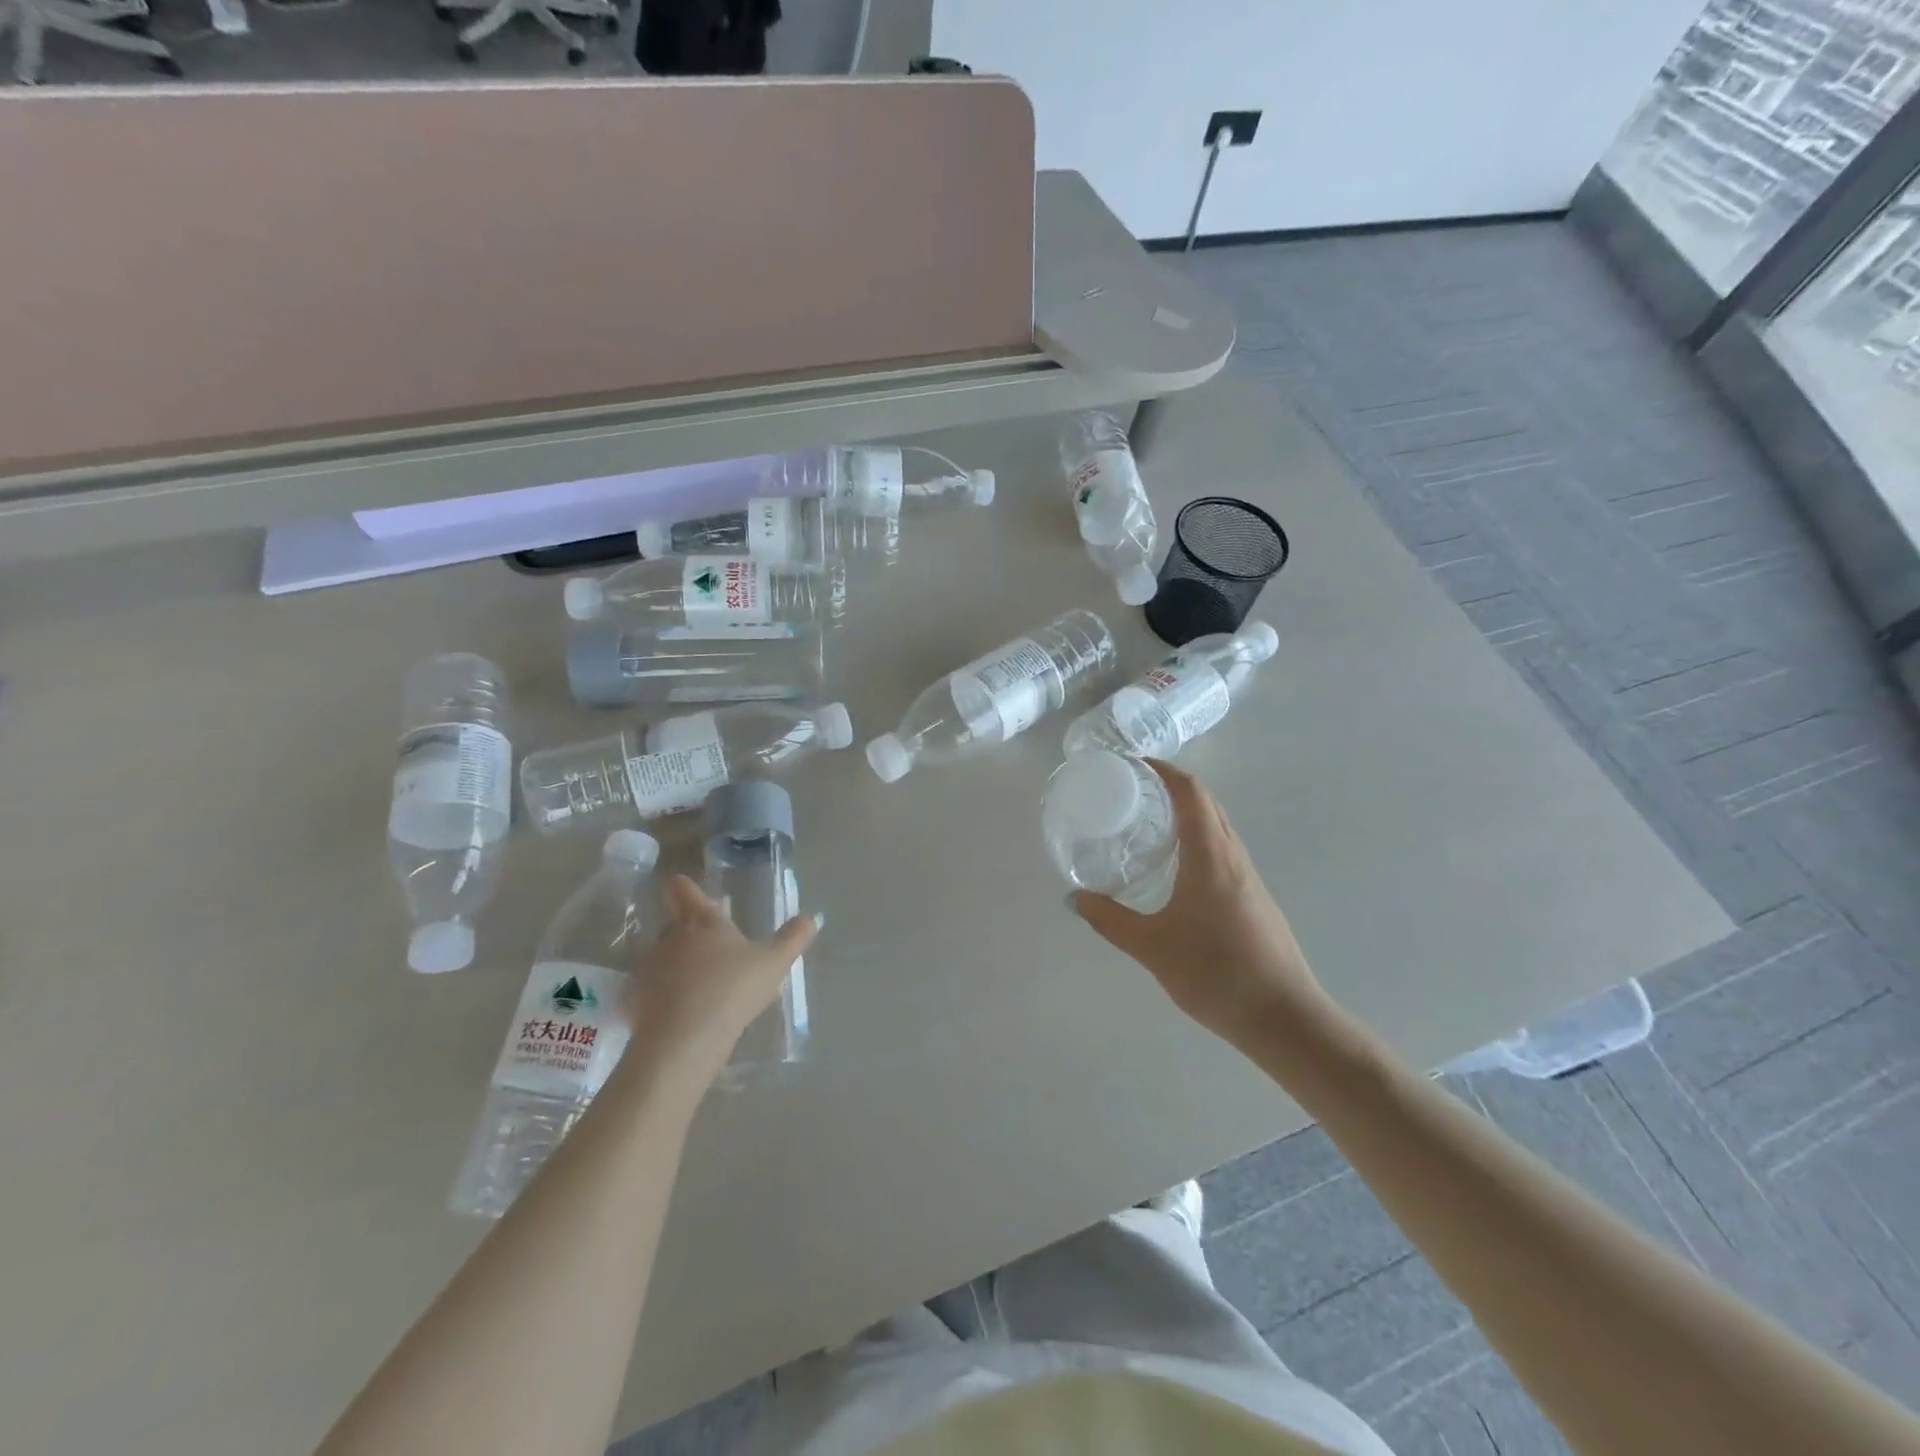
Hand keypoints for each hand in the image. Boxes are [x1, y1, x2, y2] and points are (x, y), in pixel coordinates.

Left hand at [624, 875, 817, 1075]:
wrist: (683, 1040)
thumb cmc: (732, 989)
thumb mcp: (774, 963)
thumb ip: (793, 938)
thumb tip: (812, 918)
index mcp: (703, 921)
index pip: (684, 890)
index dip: (686, 888)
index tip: (689, 892)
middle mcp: (671, 937)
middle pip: (675, 924)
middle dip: (692, 932)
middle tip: (715, 948)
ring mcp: (649, 969)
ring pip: (663, 957)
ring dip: (678, 965)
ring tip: (703, 985)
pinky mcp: (636, 1001)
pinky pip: (652, 991)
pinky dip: (665, 996)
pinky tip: (685, 1012)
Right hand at [1070, 759, 1326, 1047]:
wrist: (1285, 1017)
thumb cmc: (1216, 973)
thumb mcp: (1151, 947)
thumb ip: (1109, 919)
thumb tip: (1073, 898)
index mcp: (1210, 855)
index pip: (1190, 792)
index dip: (1163, 769)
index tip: (1133, 764)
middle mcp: (1233, 856)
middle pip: (1206, 803)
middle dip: (1171, 786)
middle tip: (1132, 791)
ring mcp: (1249, 877)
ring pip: (1218, 827)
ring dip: (1187, 813)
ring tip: (1148, 824)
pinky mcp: (1255, 898)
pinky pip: (1223, 851)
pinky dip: (1197, 840)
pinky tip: (1176, 869)